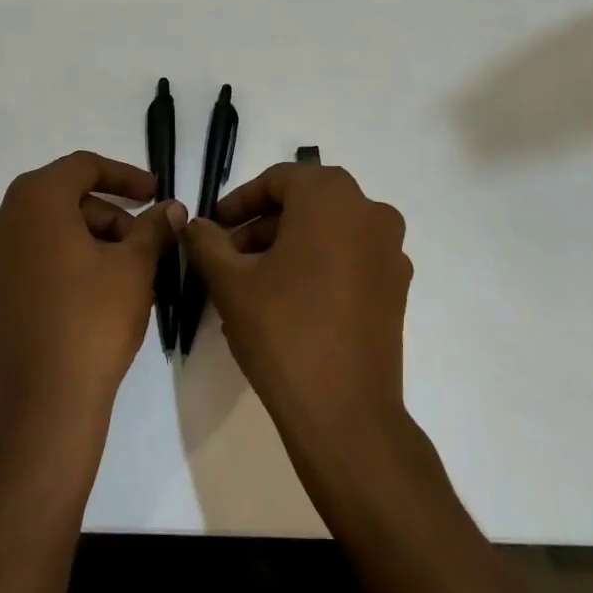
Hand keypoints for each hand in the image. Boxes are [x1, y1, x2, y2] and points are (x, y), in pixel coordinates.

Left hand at [0, 151, 183, 435]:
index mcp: (33, 201)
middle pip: (62, 200)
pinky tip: (90, 294)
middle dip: (108, 216)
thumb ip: (154, 228)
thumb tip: (172, 208)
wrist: (44, 405)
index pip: (83, 167)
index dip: (125, 176)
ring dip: (86, 241)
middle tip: (144, 243)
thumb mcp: (135, 266)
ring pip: (43, 233)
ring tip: (125, 274)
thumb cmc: (93, 319)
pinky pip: (25, 263)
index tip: (156, 194)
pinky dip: (58, 265)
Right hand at [182, 163, 411, 446]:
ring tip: (253, 283)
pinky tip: (291, 301)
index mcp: (331, 196)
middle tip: (228, 256)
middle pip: (305, 203)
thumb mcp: (231, 282)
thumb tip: (194, 223)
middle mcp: (369, 210)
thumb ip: (207, 242)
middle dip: (263, 226)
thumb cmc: (283, 331)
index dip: (240, 202)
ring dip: (290, 245)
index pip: (278, 180)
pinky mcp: (397, 286)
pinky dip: (320, 265)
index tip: (214, 228)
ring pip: (329, 231)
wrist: (345, 412)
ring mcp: (390, 249)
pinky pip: (351, 257)